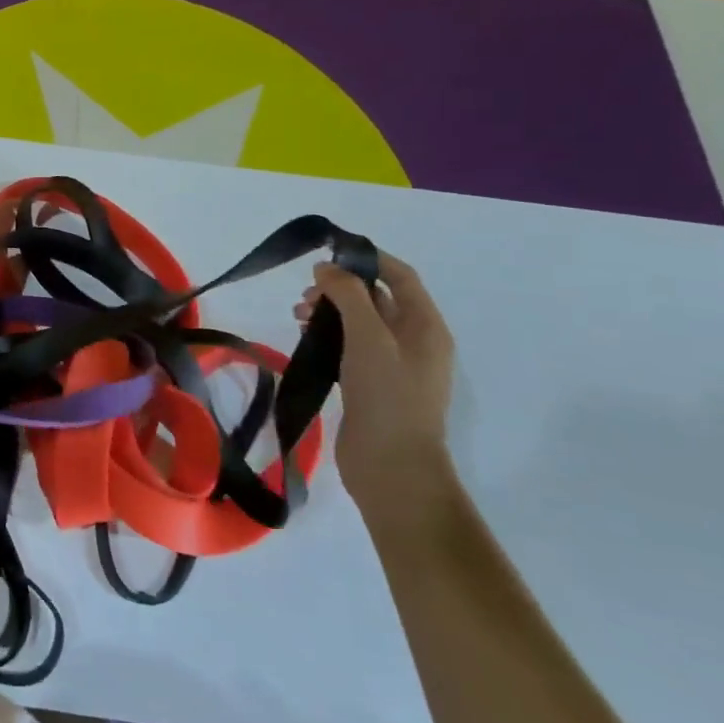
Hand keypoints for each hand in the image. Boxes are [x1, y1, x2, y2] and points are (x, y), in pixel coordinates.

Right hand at [296, 252, 455, 526]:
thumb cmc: (387, 397)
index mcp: (425, 326)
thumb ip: (349, 296)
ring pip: (359, 323)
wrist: (392, 467)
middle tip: (305, 297)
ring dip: (329, 312)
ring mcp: (393, 366)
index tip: (327, 255)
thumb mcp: (368, 338)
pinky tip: (305, 341)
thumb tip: (327, 268)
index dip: (366, 259)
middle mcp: (414, 341)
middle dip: (340, 288)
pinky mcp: (372, 385)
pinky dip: (328, 336)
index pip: (400, 276)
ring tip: (298, 317)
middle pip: (376, 298)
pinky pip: (350, 347)